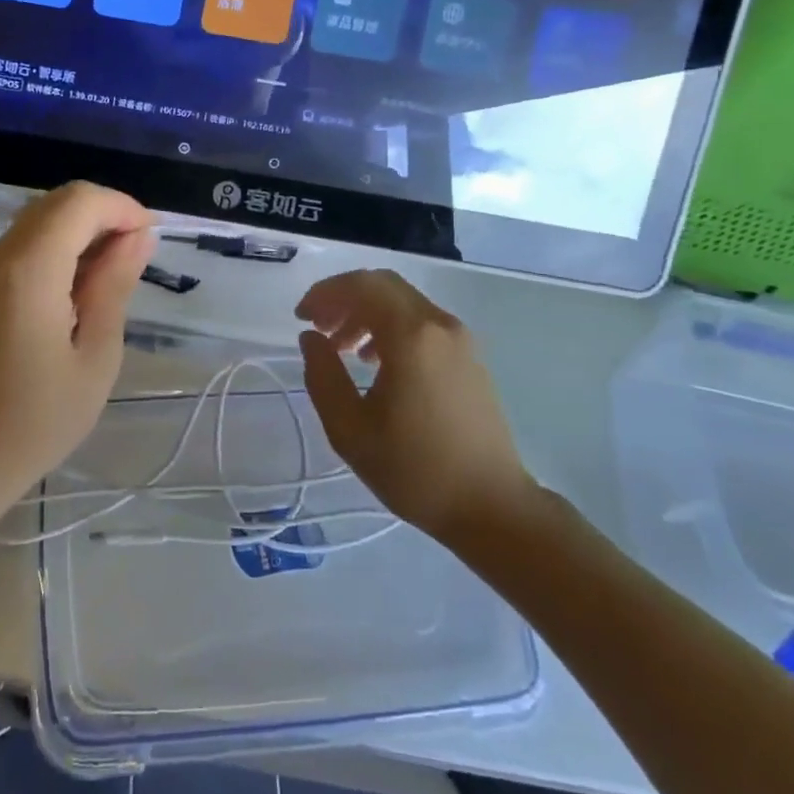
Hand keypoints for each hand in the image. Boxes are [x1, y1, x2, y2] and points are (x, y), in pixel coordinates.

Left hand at [0, 182, 154, 510]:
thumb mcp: (95, 355)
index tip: (150, 241)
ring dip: (82, 231)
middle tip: (136, 258)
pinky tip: (79, 289)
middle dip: (104, 215)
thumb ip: (115, 285)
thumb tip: (139, 235)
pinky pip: (25, 244)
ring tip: (113, 276)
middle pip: (58, 202)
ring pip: (41, 219)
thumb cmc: (39, 419)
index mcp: (29, 270)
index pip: (80, 201)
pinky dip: (59, 248)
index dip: (122, 208)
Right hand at [295, 269, 539, 543]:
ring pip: (403, 303)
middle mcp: (439, 325)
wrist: (492, 507)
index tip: (302, 318)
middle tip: (318, 327)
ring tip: (342, 348)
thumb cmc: (414, 469)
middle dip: (344, 298)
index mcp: (411, 336)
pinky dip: (391, 327)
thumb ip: (322, 375)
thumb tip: (311, 338)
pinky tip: (376, 362)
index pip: (361, 286)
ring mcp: (460, 339)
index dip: (325, 293)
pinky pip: (422, 322)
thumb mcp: (349, 429)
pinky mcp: (470, 357)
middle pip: (383, 286)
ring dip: (366, 313)